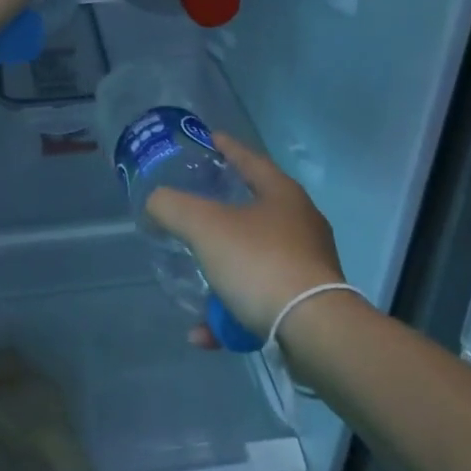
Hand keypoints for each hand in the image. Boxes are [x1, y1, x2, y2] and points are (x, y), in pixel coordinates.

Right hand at [146, 136, 344, 347]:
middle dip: (221, 212)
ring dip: (220, 272)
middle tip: (193, 208)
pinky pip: (258, 299)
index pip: (250, 159)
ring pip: (253, 259)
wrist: (314, 331)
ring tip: (192, 282)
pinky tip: (204, 332)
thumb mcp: (204, 226)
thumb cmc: (260, 262)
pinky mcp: (307, 303)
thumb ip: (172, 206)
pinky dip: (230, 313)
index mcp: (283, 194)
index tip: (209, 138)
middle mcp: (301, 224)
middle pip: (254, 208)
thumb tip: (156, 202)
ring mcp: (307, 265)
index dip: (227, 147)